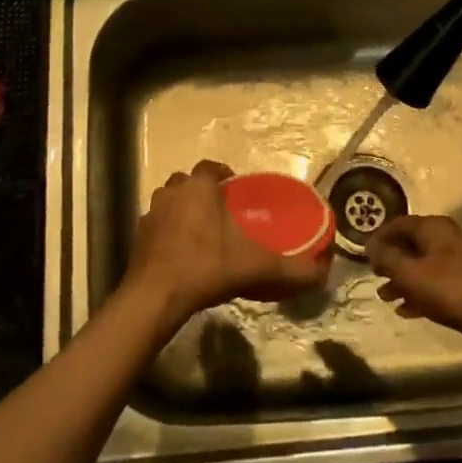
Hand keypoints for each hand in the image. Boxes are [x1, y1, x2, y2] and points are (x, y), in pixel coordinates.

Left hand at [127, 161, 329, 326]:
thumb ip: (291, 268)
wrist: (156, 295)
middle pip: (186, 181)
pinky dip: (166, 233)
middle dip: (201, 191)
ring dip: (181, 210)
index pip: (211, 167)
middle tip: (218, 212)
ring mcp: (150, 213)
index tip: (235, 190)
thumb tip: (323, 273)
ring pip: (168, 201)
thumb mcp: (256, 267)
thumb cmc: (207, 267)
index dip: (224, 175)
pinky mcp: (138, 236)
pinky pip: (156, 226)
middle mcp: (172, 192)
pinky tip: (180, 254)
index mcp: (199, 188)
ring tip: (199, 232)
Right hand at [366, 215, 461, 339]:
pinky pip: (436, 283)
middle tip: (374, 274)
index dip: (379, 236)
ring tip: (385, 296)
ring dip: (402, 280)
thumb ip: (386, 258)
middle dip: (391, 260)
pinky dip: (419, 292)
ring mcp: (461, 262)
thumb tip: (370, 246)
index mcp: (436, 227)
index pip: (399, 223)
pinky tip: (406, 310)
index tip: (363, 253)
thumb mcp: (409, 273)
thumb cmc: (447, 289)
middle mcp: (449, 238)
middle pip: (412, 244)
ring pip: (423, 266)